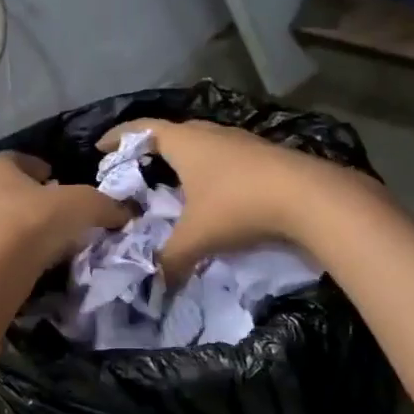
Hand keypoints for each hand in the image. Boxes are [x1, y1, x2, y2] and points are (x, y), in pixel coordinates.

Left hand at [0, 152, 128, 273]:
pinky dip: (9, 248)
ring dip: (18, 224)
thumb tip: (126, 212)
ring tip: (45, 238)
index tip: (58, 180)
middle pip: (6, 188)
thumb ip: (105, 205)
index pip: (18, 159)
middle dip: (30, 197)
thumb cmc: (35, 223)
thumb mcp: (83, 205)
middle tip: (55, 210)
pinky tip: (30, 259)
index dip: (40, 168)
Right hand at [97, 118, 373, 281]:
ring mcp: (242, 141)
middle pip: (172, 132)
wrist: (313, 199)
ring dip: (184, 158)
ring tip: (173, 181)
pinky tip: (213, 192)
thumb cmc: (240, 206)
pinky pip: (224, 155)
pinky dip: (209, 168)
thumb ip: (169, 259)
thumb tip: (155, 284)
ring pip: (202, 143)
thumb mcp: (196, 238)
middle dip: (150, 147)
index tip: (100, 147)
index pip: (142, 129)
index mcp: (186, 143)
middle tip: (135, 168)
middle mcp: (211, 134)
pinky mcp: (265, 155)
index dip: (118, 136)